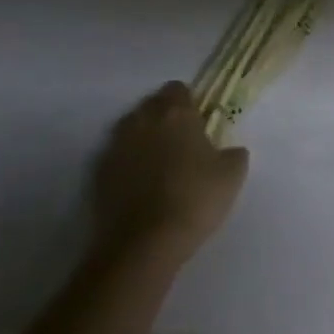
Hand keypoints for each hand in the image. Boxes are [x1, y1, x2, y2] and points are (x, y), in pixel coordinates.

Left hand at [90, 82, 249, 268]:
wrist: (143, 245)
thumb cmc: (194, 200)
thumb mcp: (232, 176)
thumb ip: (234, 154)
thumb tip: (231, 151)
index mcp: (176, 113)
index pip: (178, 89)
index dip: (189, 103)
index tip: (198, 122)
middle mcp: (143, 121)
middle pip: (151, 105)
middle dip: (163, 117)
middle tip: (180, 142)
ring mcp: (117, 146)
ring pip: (131, 128)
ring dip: (143, 138)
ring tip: (158, 164)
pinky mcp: (99, 173)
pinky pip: (117, 156)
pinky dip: (127, 163)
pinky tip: (139, 185)